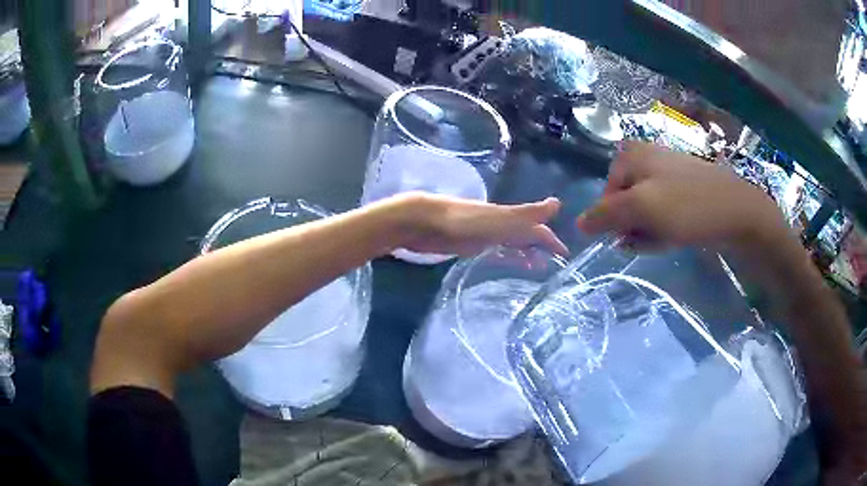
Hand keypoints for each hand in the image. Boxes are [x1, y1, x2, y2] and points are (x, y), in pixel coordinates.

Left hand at [390, 192, 567, 256]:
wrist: (421, 222)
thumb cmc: (461, 221)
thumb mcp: (498, 219)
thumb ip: (526, 214)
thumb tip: (558, 203)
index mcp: (507, 218)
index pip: (535, 228)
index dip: (550, 239)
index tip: (565, 255)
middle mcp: (498, 224)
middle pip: (524, 235)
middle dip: (539, 246)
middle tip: (553, 264)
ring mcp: (482, 234)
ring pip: (510, 243)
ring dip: (523, 252)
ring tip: (535, 268)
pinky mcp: (467, 244)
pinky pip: (493, 250)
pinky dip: (504, 255)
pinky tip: (504, 262)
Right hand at [577, 141, 788, 252]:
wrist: (738, 211)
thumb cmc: (688, 207)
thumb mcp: (641, 210)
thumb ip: (605, 215)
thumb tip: (578, 224)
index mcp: (631, 155)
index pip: (605, 197)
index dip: (615, 221)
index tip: (633, 236)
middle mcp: (646, 158)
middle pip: (625, 204)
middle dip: (635, 227)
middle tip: (653, 238)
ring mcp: (667, 172)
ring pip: (645, 211)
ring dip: (651, 231)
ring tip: (669, 238)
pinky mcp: (684, 188)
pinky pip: (663, 211)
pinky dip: (665, 228)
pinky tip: (678, 235)